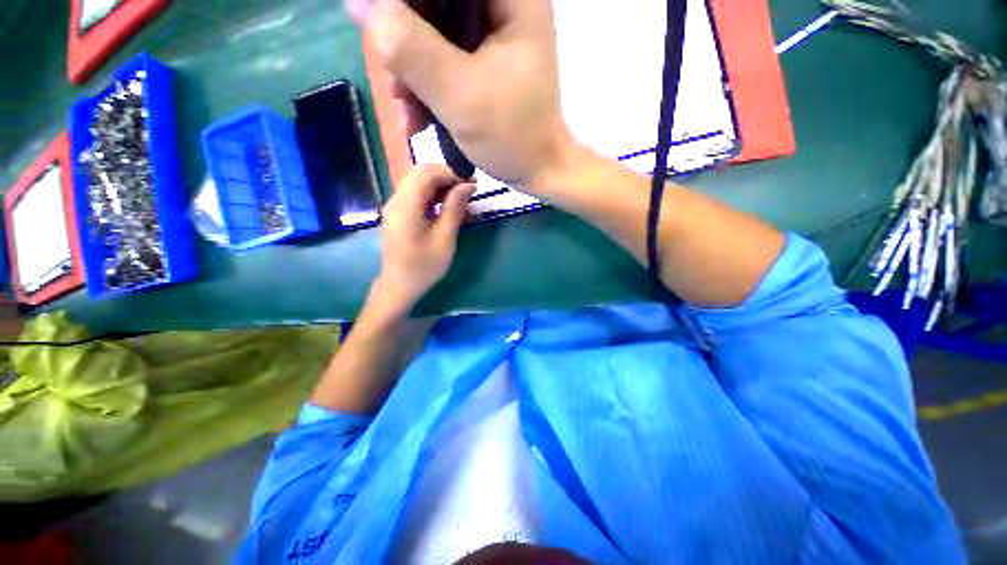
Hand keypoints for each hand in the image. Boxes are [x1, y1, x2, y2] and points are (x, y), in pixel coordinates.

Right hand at [347, 0, 576, 189]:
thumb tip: (361, 4)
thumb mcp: (459, 95)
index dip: (407, 5)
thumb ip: (410, 48)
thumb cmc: (512, 137)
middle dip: (405, 44)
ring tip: (409, 116)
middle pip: (433, 4)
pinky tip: (419, 118)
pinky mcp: (483, 60)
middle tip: (396, 88)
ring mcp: (492, 34)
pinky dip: (426, 85)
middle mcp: (502, 6)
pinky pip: (441, 57)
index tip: (387, 35)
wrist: (537, 170)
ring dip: (411, 73)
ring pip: (432, 30)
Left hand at [374, 164, 475, 313]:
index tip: (472, 181)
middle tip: (468, 187)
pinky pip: (415, 194)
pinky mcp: (397, 213)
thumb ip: (455, 208)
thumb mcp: (444, 239)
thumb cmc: (424, 266)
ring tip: (461, 196)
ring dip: (440, 184)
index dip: (451, 172)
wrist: (399, 286)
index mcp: (406, 206)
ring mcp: (394, 206)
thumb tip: (468, 185)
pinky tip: (446, 205)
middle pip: (420, 173)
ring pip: (417, 182)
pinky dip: (432, 194)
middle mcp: (396, 200)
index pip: (427, 173)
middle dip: (446, 175)